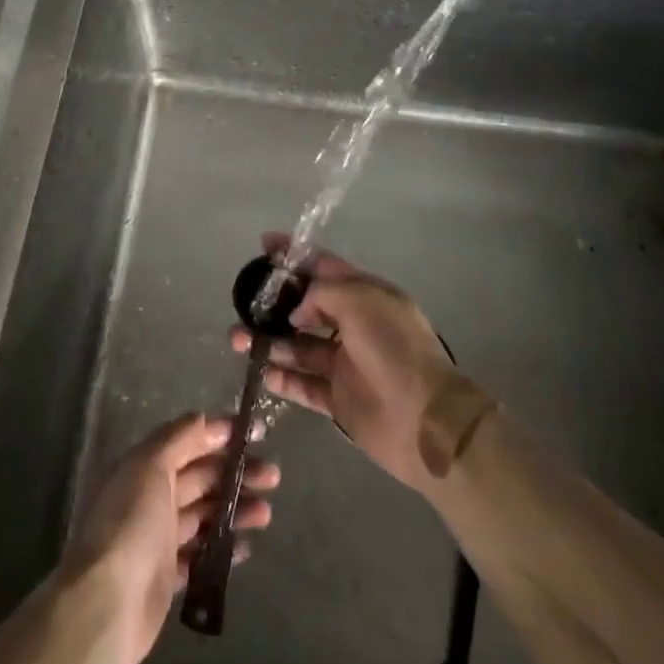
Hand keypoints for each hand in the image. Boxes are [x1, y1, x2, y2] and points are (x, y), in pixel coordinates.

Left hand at [61, 412, 278, 663]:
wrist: (107, 604)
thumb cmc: (131, 525)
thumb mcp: (151, 467)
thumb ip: (178, 439)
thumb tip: (205, 418)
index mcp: (145, 466)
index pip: (188, 440)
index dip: (221, 433)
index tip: (257, 432)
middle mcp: (151, 496)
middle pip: (201, 476)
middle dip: (236, 472)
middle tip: (272, 475)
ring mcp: (159, 537)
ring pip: (205, 514)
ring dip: (235, 509)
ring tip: (266, 513)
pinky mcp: (167, 575)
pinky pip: (201, 554)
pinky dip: (223, 548)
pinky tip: (246, 547)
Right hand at [231, 234, 458, 492]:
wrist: (424, 420)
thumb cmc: (393, 349)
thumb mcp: (360, 301)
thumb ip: (322, 293)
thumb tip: (298, 311)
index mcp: (367, 295)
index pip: (325, 266)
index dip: (295, 254)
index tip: (263, 244)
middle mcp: (355, 326)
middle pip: (306, 307)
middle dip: (274, 304)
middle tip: (243, 306)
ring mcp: (345, 363)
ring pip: (298, 346)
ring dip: (269, 342)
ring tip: (239, 341)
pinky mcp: (338, 399)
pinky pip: (304, 384)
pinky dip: (283, 378)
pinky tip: (263, 372)